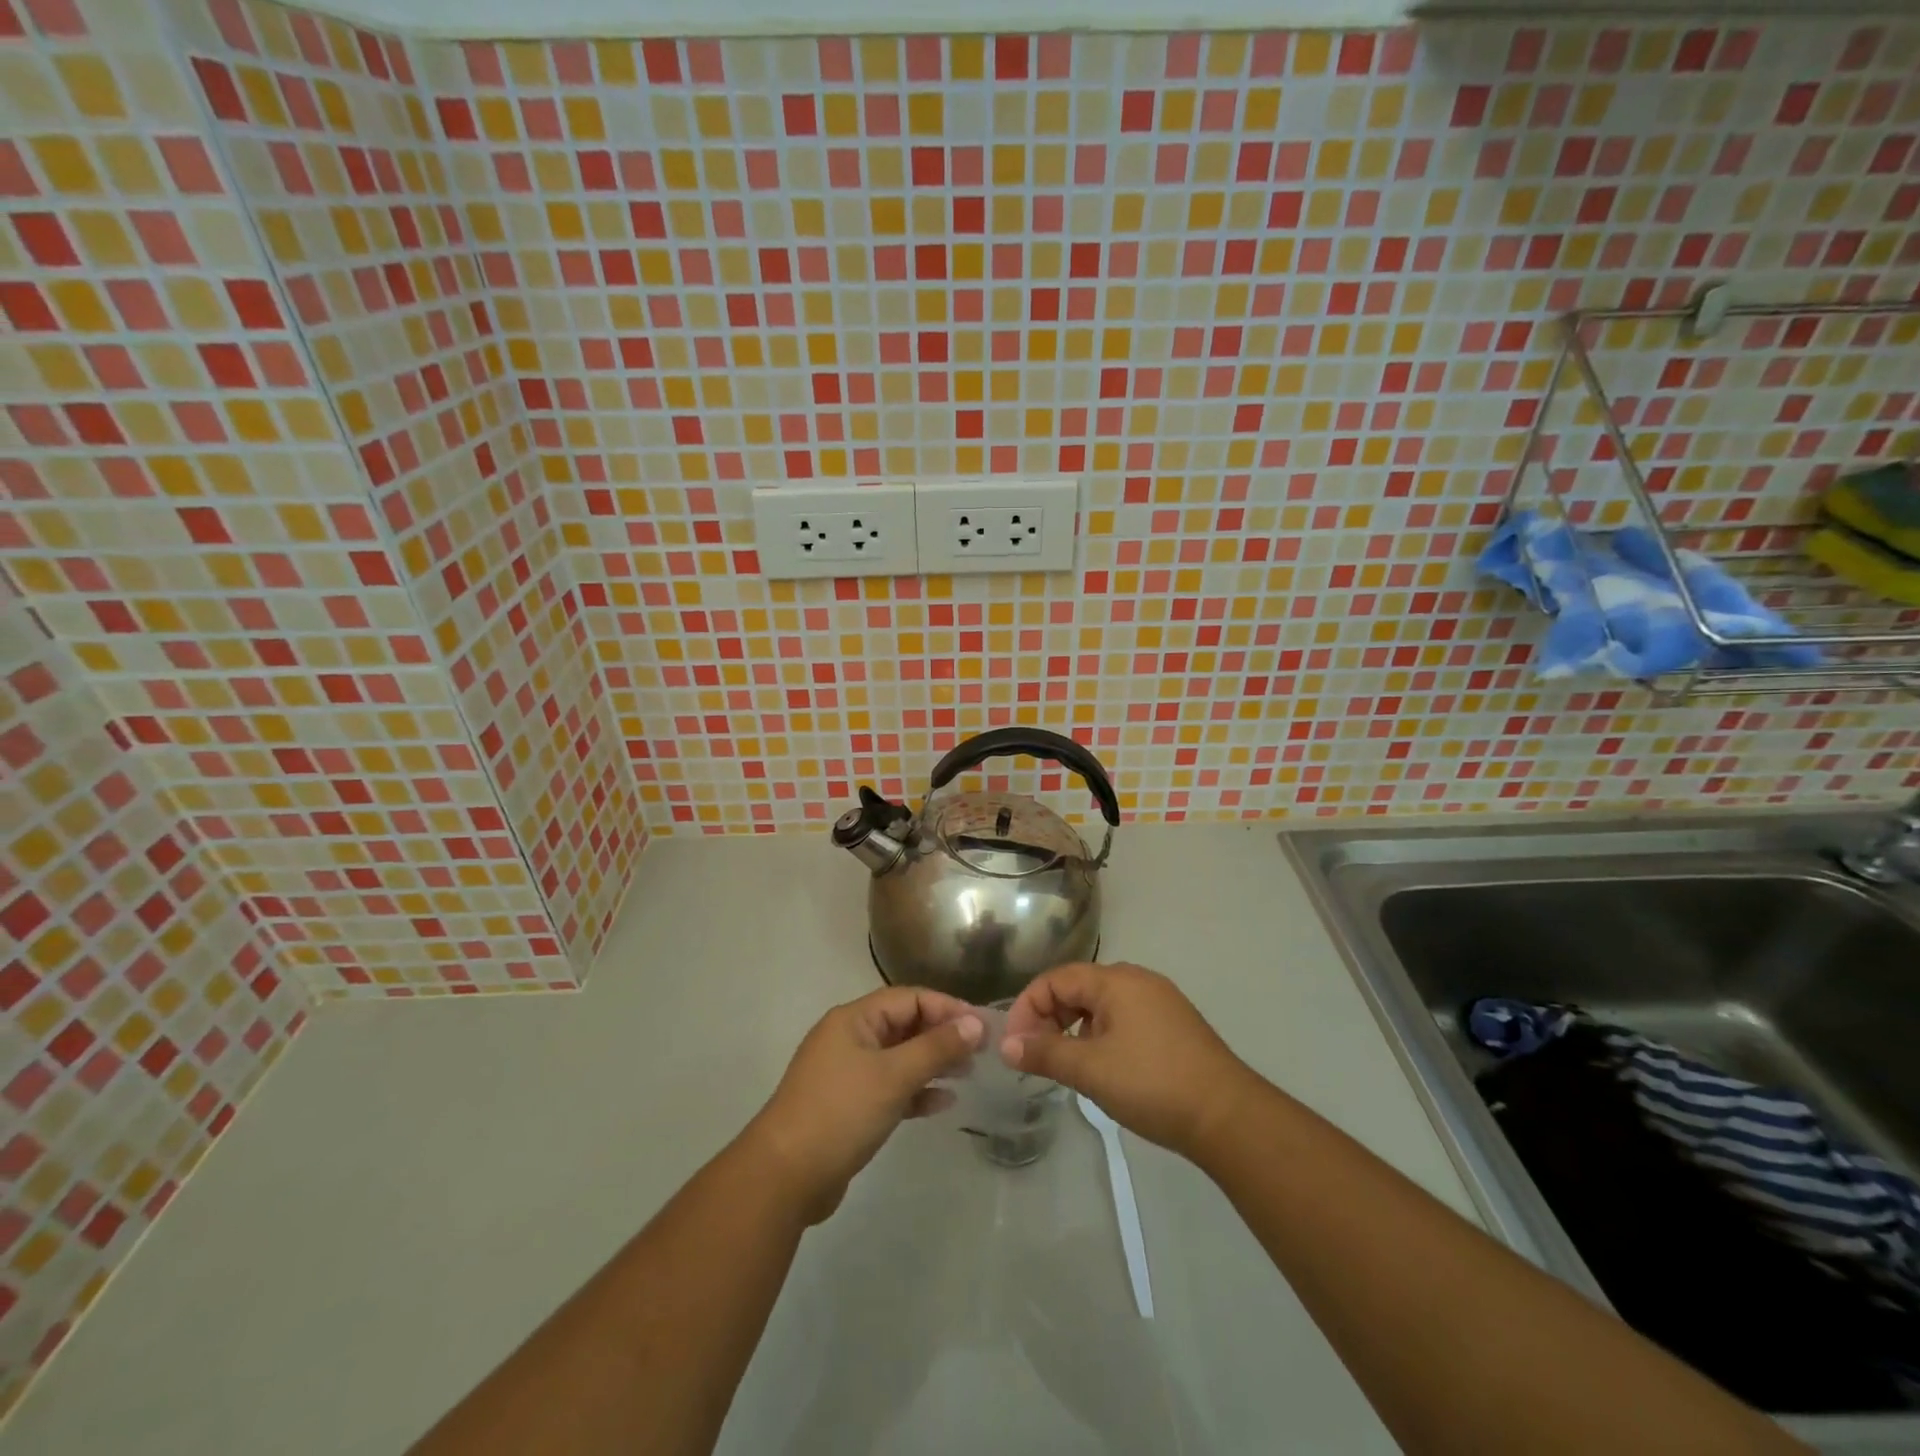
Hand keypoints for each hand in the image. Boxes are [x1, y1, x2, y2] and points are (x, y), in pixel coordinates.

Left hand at [747, 986, 982, 1223]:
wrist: (785, 1177)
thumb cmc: (841, 1112)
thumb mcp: (893, 1076)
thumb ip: (936, 1048)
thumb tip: (976, 1023)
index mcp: (854, 1019)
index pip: (908, 998)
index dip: (946, 1007)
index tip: (981, 1025)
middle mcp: (849, 1039)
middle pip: (904, 1025)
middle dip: (942, 1035)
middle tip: (980, 1052)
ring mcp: (847, 1074)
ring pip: (899, 1058)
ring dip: (932, 1063)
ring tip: (967, 1074)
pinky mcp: (849, 1107)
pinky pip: (890, 1088)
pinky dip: (915, 1091)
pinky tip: (942, 1103)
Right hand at [1002, 962, 1259, 1157]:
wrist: (1228, 1117)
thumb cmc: (1153, 1084)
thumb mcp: (1091, 1070)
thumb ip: (1045, 1053)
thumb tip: (1007, 1045)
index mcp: (1116, 980)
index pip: (1056, 979)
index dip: (1027, 1007)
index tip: (1013, 1044)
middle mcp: (1137, 980)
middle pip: (1077, 988)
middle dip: (1049, 1017)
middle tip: (1033, 1055)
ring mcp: (1159, 1002)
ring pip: (1100, 1005)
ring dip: (1073, 1028)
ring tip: (1064, 1064)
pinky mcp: (1173, 1026)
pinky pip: (1123, 1019)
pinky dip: (1099, 1035)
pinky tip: (1100, 1067)